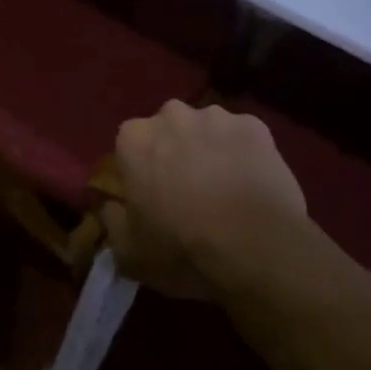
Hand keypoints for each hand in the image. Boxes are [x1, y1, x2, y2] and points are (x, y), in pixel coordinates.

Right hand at [102, 101, 308, 296]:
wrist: (259, 249)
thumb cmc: (184, 250)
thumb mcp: (128, 254)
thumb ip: (111, 221)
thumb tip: (111, 205)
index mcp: (134, 139)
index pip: (129, 148)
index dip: (140, 173)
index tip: (151, 198)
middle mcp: (172, 115)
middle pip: (168, 131)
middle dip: (174, 153)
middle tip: (188, 193)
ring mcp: (217, 116)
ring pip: (206, 130)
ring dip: (209, 150)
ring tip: (225, 189)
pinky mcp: (256, 125)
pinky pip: (241, 137)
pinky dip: (243, 154)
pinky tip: (251, 185)